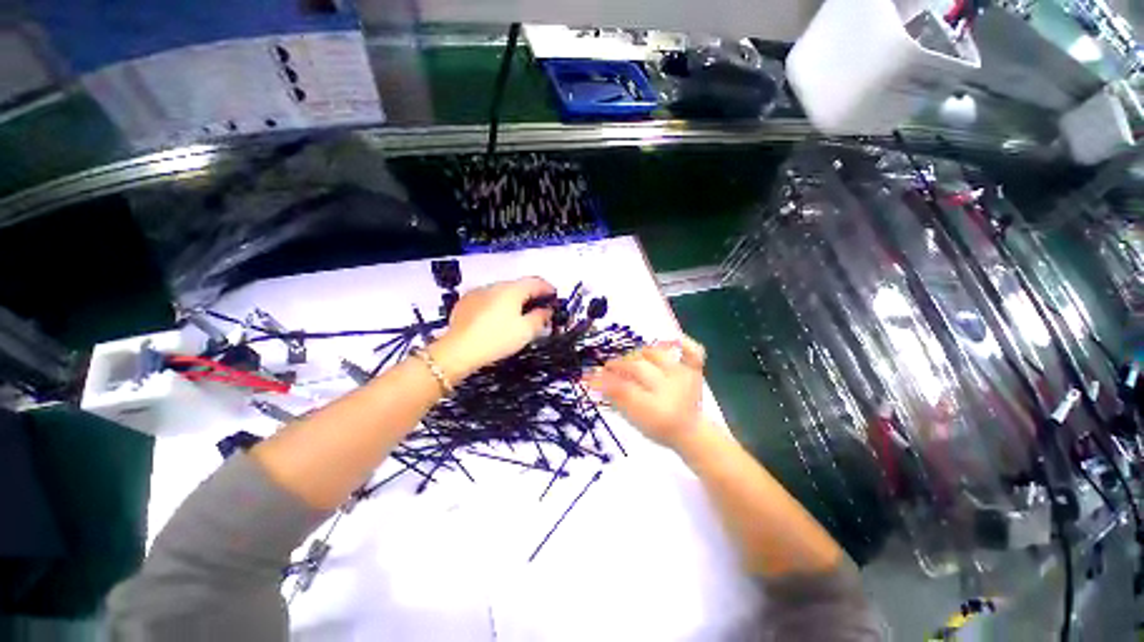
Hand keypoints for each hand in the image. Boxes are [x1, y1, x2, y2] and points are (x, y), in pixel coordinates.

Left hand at [432, 277, 554, 380]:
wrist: (459, 350)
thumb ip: (540, 317)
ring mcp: (478, 292)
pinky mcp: (466, 302)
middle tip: (539, 308)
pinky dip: (497, 304)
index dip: (548, 289)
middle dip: (531, 295)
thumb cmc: (497, 339)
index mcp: (512, 290)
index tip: (554, 297)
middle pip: (518, 286)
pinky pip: (487, 298)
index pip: (535, 282)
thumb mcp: (526, 331)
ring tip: (517, 315)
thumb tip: (546, 310)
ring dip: (513, 299)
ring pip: (502, 292)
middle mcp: (494, 286)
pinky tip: (496, 318)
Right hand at [584, 335, 708, 450]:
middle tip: (607, 366)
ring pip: (658, 355)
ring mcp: (684, 377)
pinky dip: (683, 343)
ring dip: (638, 353)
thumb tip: (597, 381)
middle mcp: (669, 389)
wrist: (689, 432)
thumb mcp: (633, 420)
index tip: (589, 376)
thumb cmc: (656, 427)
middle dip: (618, 365)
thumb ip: (616, 400)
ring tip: (629, 359)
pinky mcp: (694, 371)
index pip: (622, 389)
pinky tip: (670, 340)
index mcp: (653, 408)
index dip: (604, 381)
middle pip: (638, 368)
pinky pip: (694, 352)